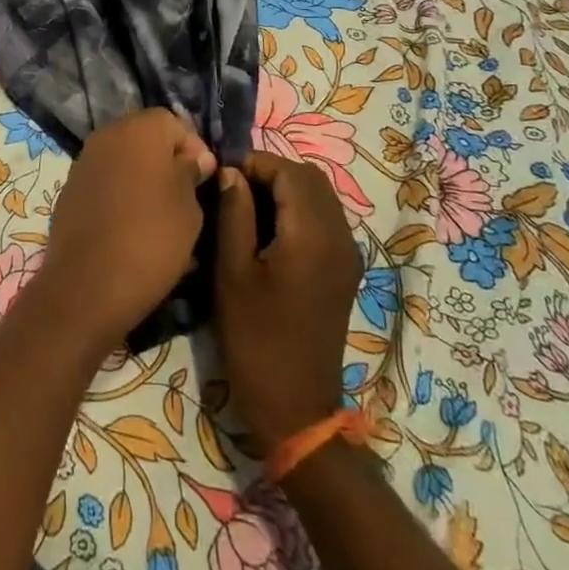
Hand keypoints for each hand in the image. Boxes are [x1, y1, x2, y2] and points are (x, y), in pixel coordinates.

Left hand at [30, 109, 216, 357]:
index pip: (173, 122)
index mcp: (139, 129)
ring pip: (124, 158)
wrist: (88, 284)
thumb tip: (195, 158)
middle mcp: (107, 134)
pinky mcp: (70, 187)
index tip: (203, 180)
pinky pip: (105, 179)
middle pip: (145, 136)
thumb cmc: (151, 239)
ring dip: (142, 176)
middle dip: (166, 160)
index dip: (193, 148)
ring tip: (160, 214)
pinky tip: (131, 224)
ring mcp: (84, 160)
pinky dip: (120, 192)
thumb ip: (192, 173)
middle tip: (184, 196)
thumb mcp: (189, 208)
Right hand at [214, 150, 363, 448]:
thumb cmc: (255, 338)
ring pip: (319, 196)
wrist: (295, 407)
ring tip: (244, 204)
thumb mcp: (232, 271)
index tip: (221, 172)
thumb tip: (232, 173)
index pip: (288, 171)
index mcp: (313, 235)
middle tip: (231, 186)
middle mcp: (340, 237)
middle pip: (309, 178)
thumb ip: (234, 213)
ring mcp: (347, 255)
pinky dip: (297, 209)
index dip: (254, 162)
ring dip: (284, 189)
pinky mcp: (344, 270)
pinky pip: (324, 219)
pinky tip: (267, 229)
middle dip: (270, 171)